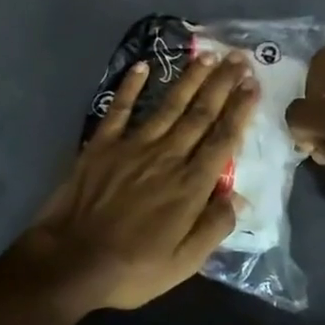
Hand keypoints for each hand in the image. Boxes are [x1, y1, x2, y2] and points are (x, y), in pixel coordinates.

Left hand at [25, 50, 257, 312]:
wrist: (70, 262)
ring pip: (169, 105)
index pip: (223, 139)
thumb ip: (214, 228)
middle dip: (222, 84)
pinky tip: (143, 66)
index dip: (240, 110)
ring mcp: (133, 146)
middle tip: (239, 58)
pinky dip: (130, 86)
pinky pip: (120, 109)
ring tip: (207, 56)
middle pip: (201, 114)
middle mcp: (167, 156)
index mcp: (190, 185)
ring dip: (190, 79)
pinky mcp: (102, 145)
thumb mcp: (183, 263)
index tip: (253, 85)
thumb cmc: (131, 268)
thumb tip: (241, 199)